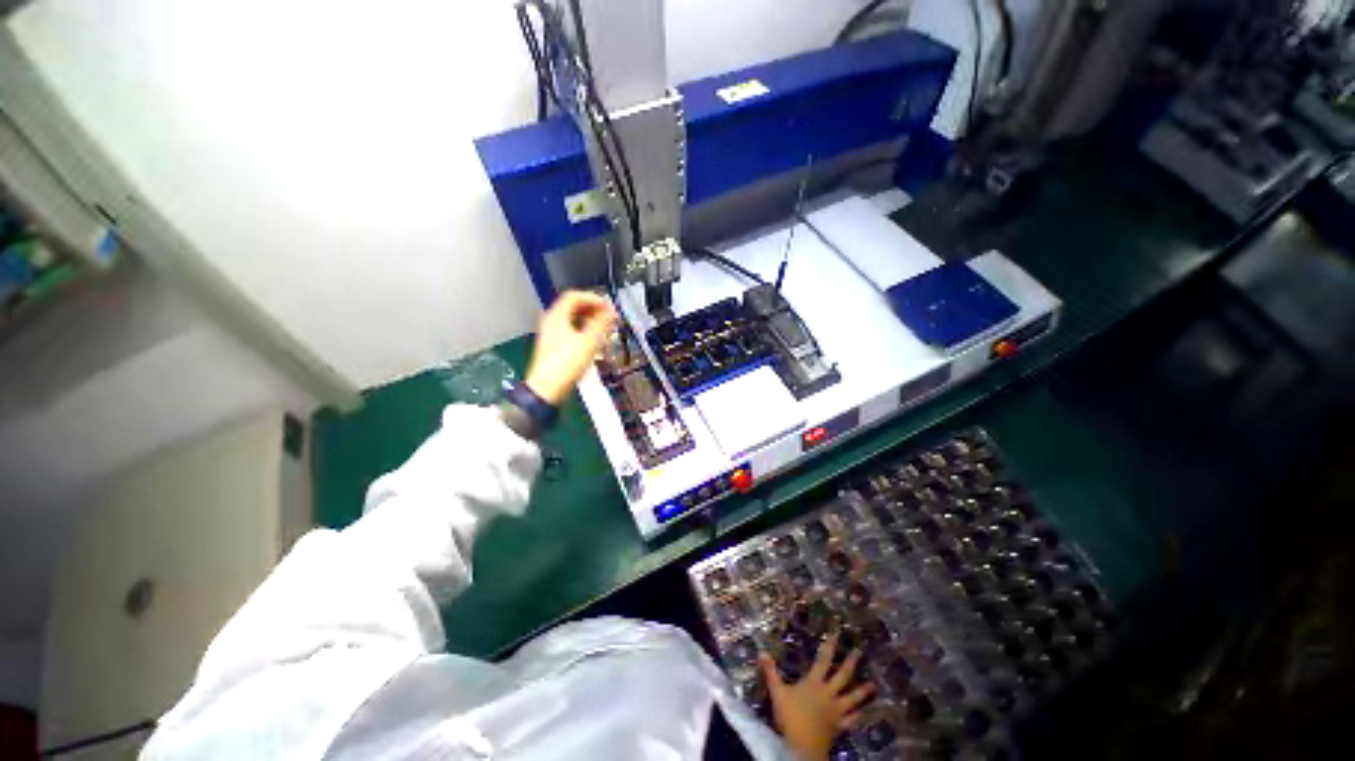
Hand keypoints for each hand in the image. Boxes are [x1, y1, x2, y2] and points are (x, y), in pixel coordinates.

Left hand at [524, 291, 617, 404]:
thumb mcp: (589, 342)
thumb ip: (601, 323)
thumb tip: (611, 311)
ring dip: (590, 321)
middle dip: (593, 309)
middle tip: (609, 316)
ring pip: (573, 320)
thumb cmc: (565, 365)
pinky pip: (572, 331)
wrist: (547, 389)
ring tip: (605, 328)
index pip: (575, 296)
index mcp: (557, 317)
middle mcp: (552, 322)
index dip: (593, 298)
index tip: (608, 306)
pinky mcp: (555, 347)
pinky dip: (585, 331)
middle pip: (574, 307)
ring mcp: (552, 335)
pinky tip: (594, 341)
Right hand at [760, 629, 874, 759]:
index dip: (830, 645)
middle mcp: (828, 693)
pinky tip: (865, 712)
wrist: (803, 746)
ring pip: (852, 698)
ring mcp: (836, 710)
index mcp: (814, 682)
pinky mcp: (839, 726)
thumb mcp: (777, 692)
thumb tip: (762, 652)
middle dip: (850, 662)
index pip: (823, 659)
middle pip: (842, 675)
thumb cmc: (791, 717)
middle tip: (859, 651)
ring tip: (873, 684)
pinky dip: (859, 715)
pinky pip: (852, 720)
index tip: (837, 633)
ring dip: (862, 690)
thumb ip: (771, 672)